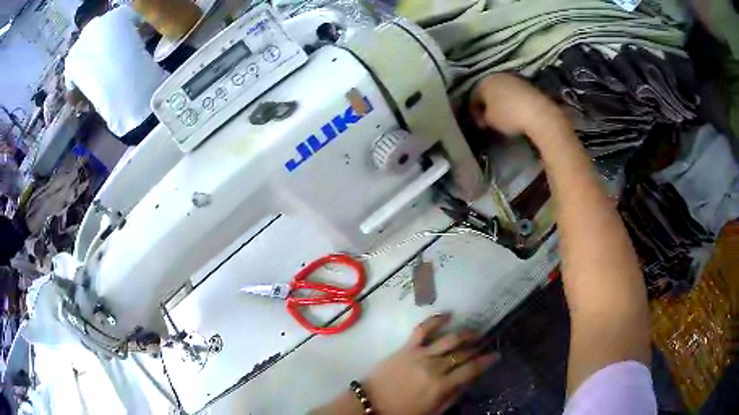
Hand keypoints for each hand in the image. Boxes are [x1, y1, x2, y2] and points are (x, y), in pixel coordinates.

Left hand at [362, 314, 498, 414]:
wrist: (371, 402)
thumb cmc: (403, 410)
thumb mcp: (433, 410)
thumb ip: (452, 396)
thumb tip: (469, 380)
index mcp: (441, 385)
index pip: (471, 369)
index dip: (486, 361)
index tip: (496, 355)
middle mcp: (434, 367)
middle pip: (462, 353)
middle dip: (477, 347)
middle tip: (486, 343)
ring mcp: (420, 354)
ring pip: (450, 339)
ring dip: (465, 334)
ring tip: (474, 332)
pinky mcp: (407, 347)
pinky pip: (423, 329)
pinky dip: (436, 320)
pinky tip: (448, 315)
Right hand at [469, 73, 569, 138]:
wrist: (538, 113)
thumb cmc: (509, 115)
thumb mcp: (489, 120)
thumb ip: (483, 117)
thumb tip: (485, 117)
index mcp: (484, 81)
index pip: (473, 97)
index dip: (474, 113)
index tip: (479, 125)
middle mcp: (497, 75)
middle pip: (488, 91)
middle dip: (487, 105)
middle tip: (489, 120)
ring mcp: (514, 78)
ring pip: (502, 91)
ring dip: (500, 102)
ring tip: (503, 117)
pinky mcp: (528, 84)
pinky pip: (514, 93)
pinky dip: (512, 102)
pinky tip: (515, 112)